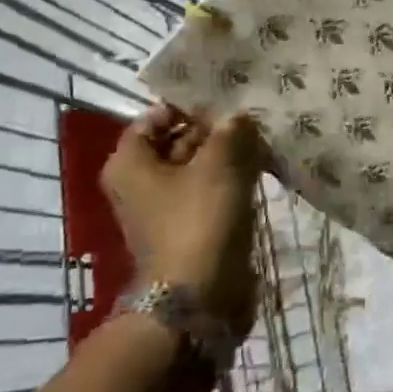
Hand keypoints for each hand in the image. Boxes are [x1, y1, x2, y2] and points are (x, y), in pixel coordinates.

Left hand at [101, 105, 262, 336]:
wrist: (199, 294)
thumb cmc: (199, 220)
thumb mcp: (218, 164)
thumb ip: (230, 131)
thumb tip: (239, 116)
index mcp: (130, 163)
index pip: (155, 117)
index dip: (188, 105)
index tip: (224, 97)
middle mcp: (140, 183)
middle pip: (177, 142)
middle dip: (213, 129)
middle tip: (250, 114)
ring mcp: (165, 208)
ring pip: (197, 167)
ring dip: (226, 154)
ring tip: (261, 137)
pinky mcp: (190, 226)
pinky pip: (209, 191)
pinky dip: (230, 179)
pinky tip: (259, 166)